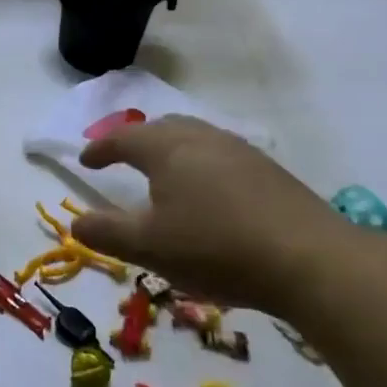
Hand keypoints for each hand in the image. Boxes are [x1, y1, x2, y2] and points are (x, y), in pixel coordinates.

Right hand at [68, 116, 366, 321]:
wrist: (310, 259)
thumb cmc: (215, 247)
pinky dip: (200, 165)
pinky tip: (209, 194)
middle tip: (123, 158)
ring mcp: (240, 151)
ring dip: (171, 150)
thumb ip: (106, 233)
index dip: (100, 149)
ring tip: (164, 175)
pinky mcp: (269, 171)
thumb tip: (75, 222)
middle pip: (162, 127)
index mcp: (167, 148)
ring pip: (195, 137)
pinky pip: (220, 155)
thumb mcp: (148, 247)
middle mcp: (202, 138)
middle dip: (137, 140)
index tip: (85, 161)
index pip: (123, 139)